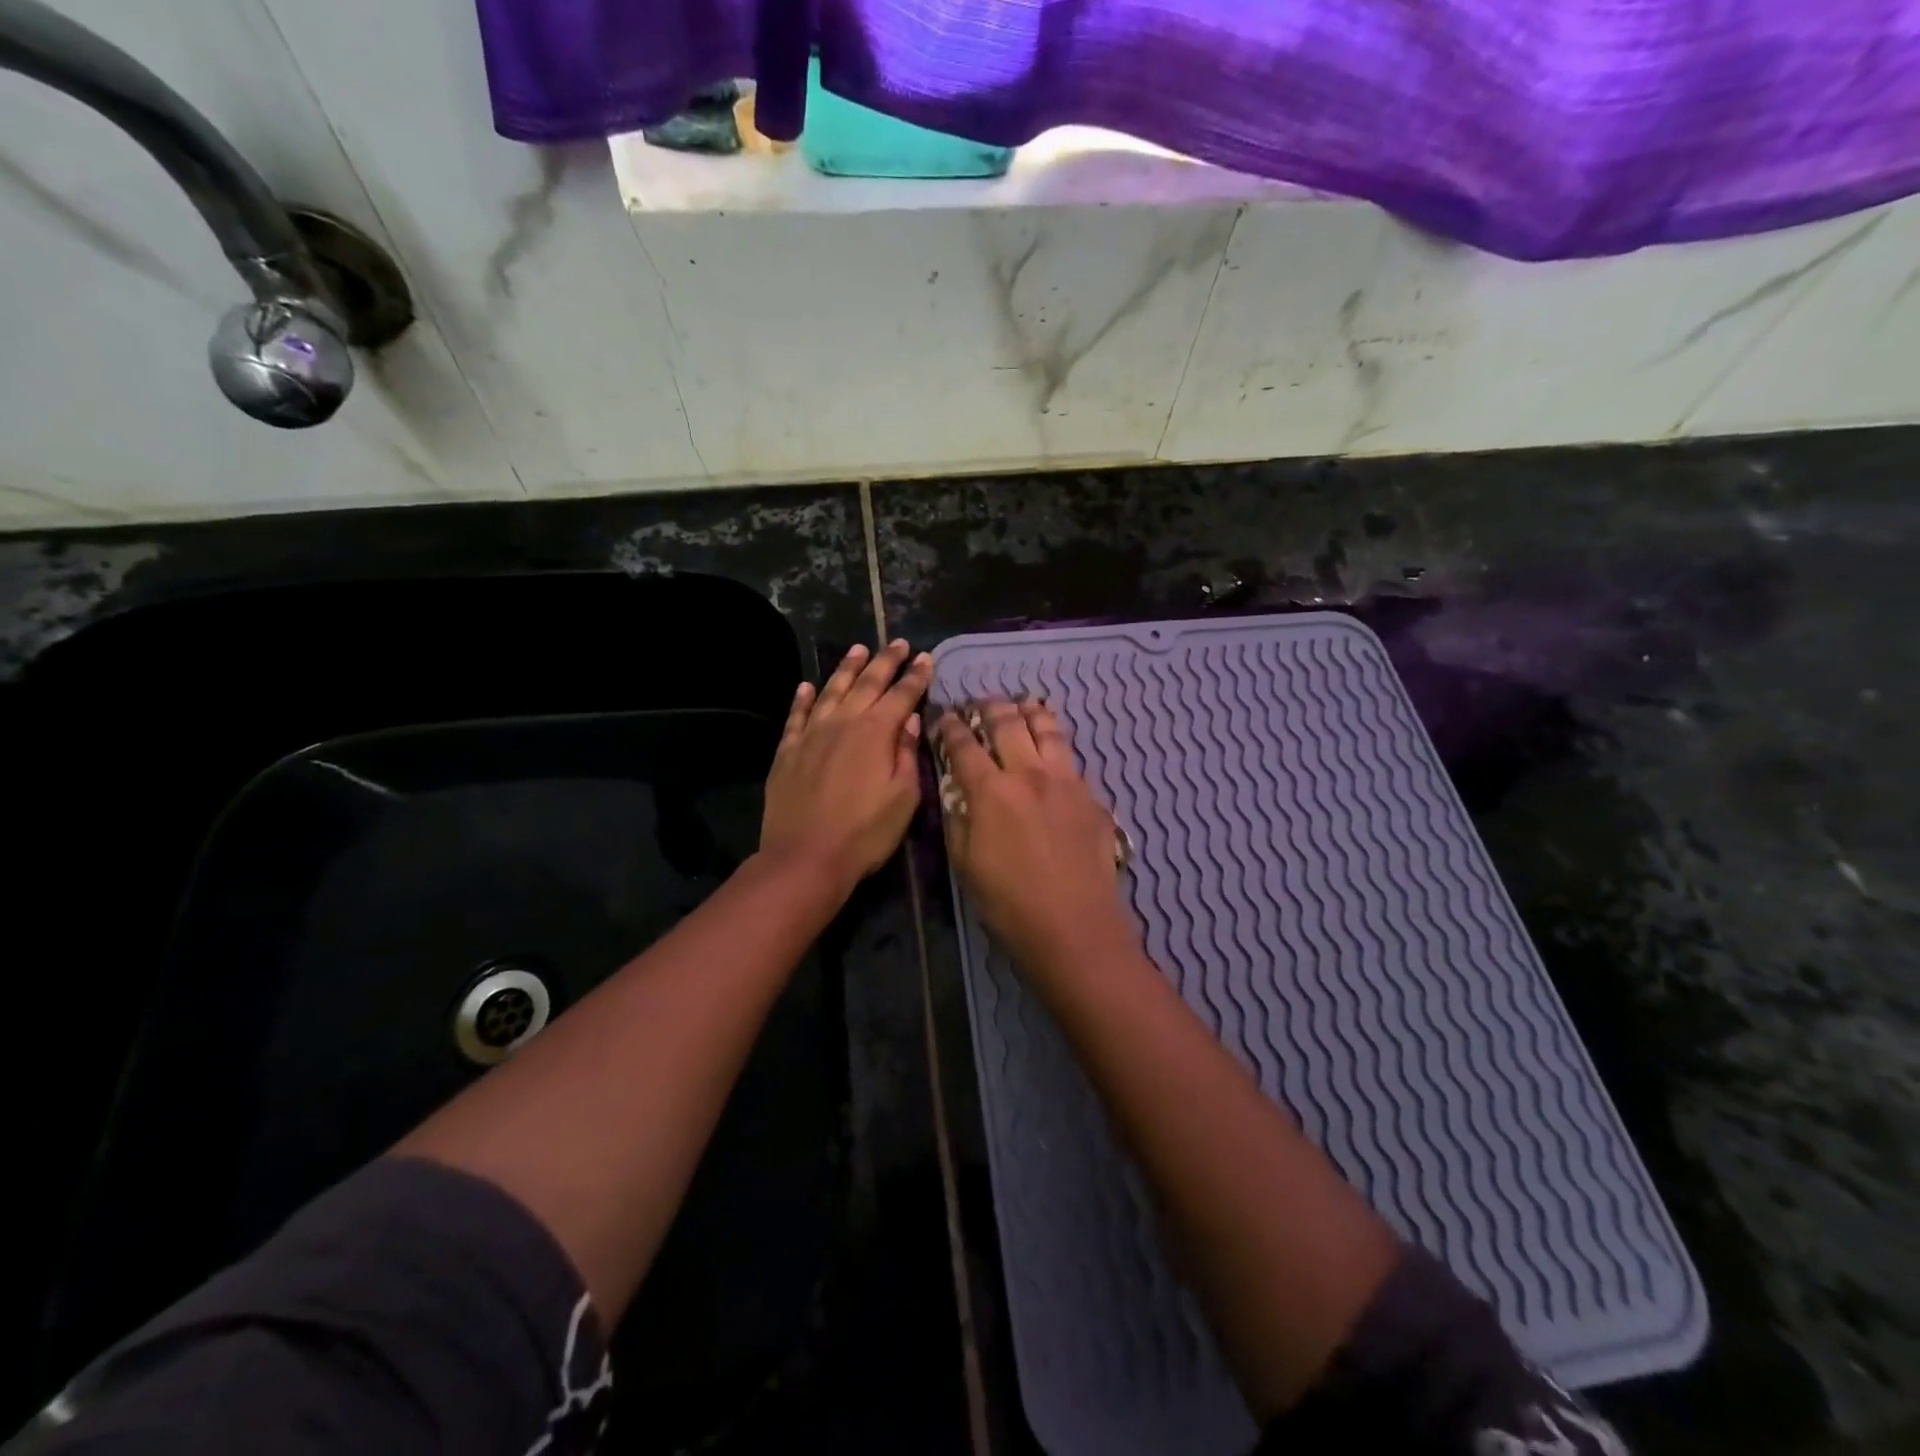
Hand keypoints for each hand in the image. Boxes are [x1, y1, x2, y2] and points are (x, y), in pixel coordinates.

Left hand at [761, 641, 931, 892]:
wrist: (806, 857)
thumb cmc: (865, 833)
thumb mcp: (903, 798)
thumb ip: (908, 754)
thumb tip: (910, 719)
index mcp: (876, 733)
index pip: (901, 695)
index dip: (916, 676)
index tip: (926, 658)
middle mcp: (843, 723)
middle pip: (867, 684)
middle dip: (885, 661)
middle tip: (899, 643)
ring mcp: (811, 735)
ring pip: (831, 691)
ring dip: (847, 669)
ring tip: (858, 649)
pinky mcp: (787, 752)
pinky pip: (796, 716)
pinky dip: (803, 698)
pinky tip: (807, 686)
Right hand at [935, 700, 1133, 975]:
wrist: (1075, 929)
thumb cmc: (1009, 904)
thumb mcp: (965, 864)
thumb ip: (959, 819)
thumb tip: (959, 791)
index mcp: (992, 791)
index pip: (965, 745)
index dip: (952, 727)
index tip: (946, 717)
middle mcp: (1030, 774)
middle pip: (1008, 723)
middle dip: (990, 707)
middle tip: (981, 703)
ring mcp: (1067, 782)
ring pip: (1048, 729)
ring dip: (1030, 712)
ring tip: (1023, 706)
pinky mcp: (1093, 797)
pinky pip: (1072, 758)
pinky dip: (1057, 744)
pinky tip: (1054, 749)